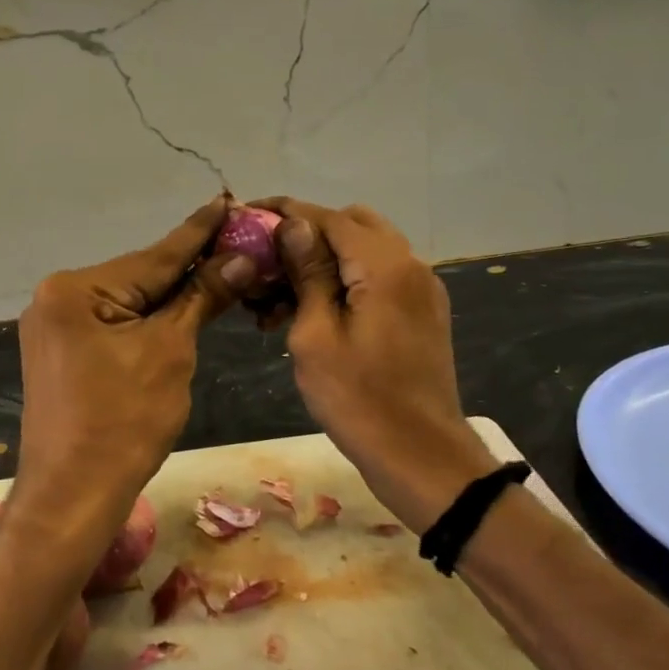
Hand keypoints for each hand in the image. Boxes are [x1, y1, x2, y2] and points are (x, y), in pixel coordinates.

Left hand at [10, 197, 252, 564]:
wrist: (73, 496)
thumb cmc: (124, 421)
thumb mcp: (170, 351)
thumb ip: (202, 297)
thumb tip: (240, 259)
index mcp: (76, 289)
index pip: (154, 256)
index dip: (199, 231)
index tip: (227, 200)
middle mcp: (57, 298)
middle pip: (139, 277)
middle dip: (190, 266)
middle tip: (236, 241)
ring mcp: (56, 327)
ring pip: (129, 302)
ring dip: (172, 295)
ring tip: (220, 270)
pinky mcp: (62, 352)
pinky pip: (114, 324)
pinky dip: (149, 321)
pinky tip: (181, 308)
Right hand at [259, 198, 494, 533]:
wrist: (421, 457)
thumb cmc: (358, 400)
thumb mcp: (315, 336)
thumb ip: (307, 273)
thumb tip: (293, 225)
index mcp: (385, 266)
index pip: (328, 217)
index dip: (285, 212)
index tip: (247, 214)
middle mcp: (409, 265)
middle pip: (351, 225)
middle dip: (305, 235)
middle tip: (265, 262)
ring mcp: (420, 289)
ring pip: (364, 251)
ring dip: (323, 262)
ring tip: (276, 299)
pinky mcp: (420, 312)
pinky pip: (378, 278)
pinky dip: (345, 281)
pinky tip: (310, 312)